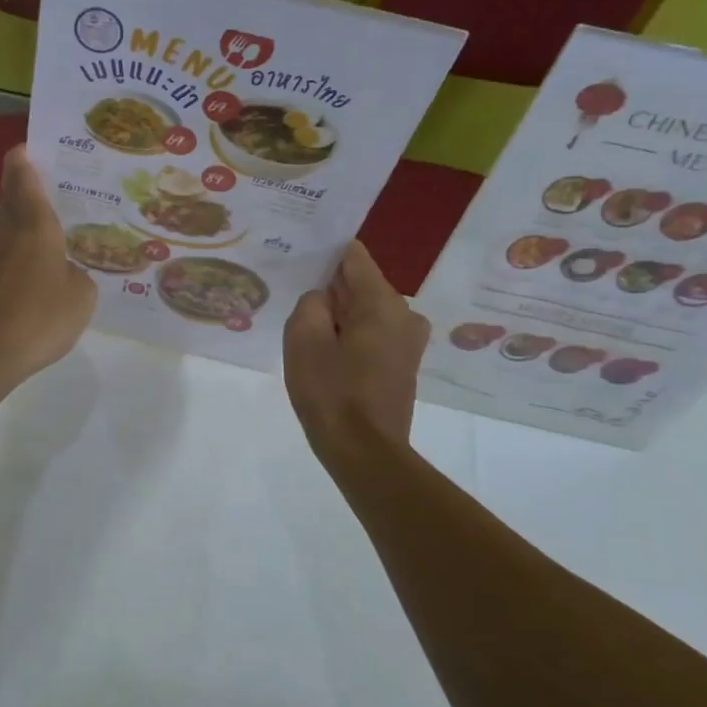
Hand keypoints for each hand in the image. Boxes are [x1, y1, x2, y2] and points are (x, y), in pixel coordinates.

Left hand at [0, 145, 95, 393]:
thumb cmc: (37, 317)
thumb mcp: (81, 298)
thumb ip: (80, 278)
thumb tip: (67, 275)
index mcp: (34, 226)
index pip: (24, 179)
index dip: (25, 160)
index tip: (30, 146)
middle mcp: (7, 235)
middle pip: (12, 200)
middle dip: (26, 188)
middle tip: (53, 184)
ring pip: (7, 230)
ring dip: (24, 223)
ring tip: (54, 229)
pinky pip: (5, 260)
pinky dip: (20, 257)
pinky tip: (38, 274)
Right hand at [283, 241, 429, 457]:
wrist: (364, 452)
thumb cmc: (331, 392)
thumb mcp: (303, 339)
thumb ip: (311, 303)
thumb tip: (323, 299)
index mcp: (382, 302)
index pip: (354, 257)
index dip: (327, 254)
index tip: (301, 257)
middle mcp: (404, 314)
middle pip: (361, 285)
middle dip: (331, 290)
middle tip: (298, 301)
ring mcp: (408, 342)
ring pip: (366, 312)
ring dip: (340, 317)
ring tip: (308, 331)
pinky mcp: (403, 365)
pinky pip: (373, 335)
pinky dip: (351, 337)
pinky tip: (328, 355)